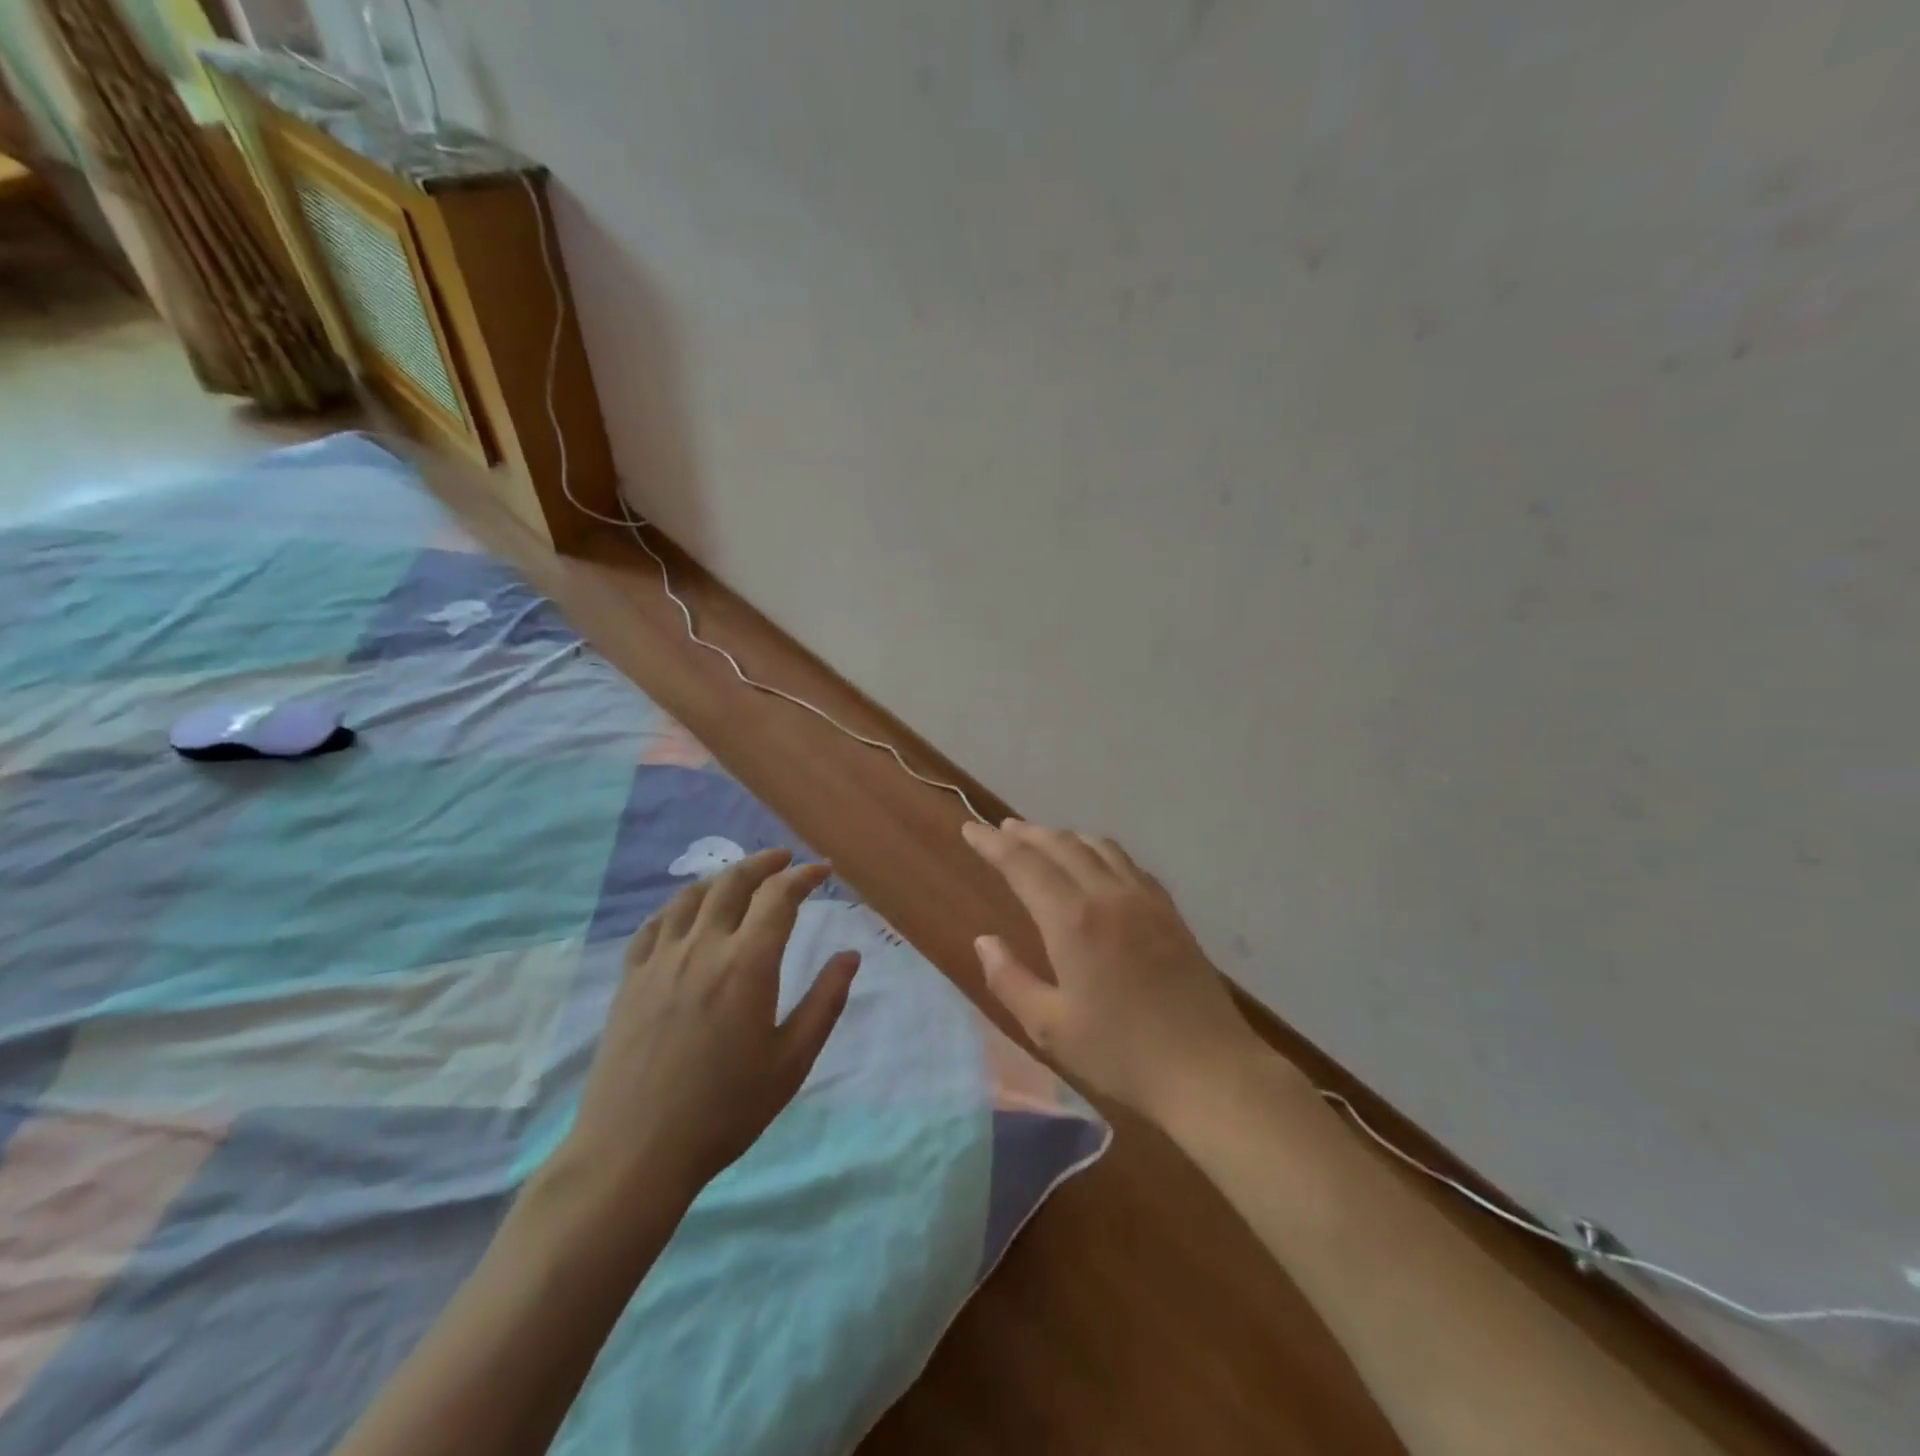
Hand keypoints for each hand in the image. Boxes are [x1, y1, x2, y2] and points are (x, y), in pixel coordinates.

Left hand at [560, 849, 858, 1206]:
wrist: (635, 1152)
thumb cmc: (725, 1110)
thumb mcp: (791, 1062)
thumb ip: (825, 1002)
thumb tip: (849, 956)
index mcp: (748, 964)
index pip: (779, 897)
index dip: (803, 876)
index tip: (821, 871)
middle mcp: (703, 947)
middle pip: (733, 883)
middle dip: (763, 863)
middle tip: (784, 859)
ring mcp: (660, 960)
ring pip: (691, 896)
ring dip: (721, 877)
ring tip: (739, 877)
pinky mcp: (630, 979)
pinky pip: (653, 924)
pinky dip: (677, 905)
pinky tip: (684, 913)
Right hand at [963, 819, 1297, 1125]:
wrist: (1208, 1069)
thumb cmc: (1121, 1053)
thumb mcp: (1050, 1027)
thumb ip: (1010, 980)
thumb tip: (985, 941)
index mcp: (1072, 920)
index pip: (1023, 864)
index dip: (992, 844)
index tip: (970, 829)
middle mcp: (1107, 895)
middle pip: (1060, 845)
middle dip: (1026, 833)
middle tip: (1001, 828)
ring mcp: (1144, 899)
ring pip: (1097, 846)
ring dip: (1063, 837)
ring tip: (1043, 839)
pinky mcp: (1169, 911)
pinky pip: (1128, 863)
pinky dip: (1100, 851)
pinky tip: (1097, 863)